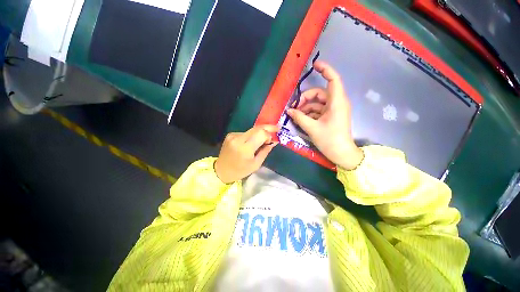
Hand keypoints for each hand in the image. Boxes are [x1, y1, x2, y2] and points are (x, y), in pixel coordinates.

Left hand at [215, 125, 279, 183]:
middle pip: (257, 128)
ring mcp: (233, 135)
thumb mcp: (256, 164)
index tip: (273, 139)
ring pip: (251, 130)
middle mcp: (238, 139)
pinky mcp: (230, 134)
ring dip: (258, 134)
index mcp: (245, 148)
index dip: (269, 134)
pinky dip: (251, 136)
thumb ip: (265, 151)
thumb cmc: (240, 171)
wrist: (221, 170)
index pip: (261, 133)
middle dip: (267, 128)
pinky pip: (245, 133)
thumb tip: (274, 141)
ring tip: (260, 142)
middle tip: (275, 129)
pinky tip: (249, 143)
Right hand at [287, 61, 362, 169]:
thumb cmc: (330, 140)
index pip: (333, 79)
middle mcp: (336, 103)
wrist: (341, 154)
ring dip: (305, 108)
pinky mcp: (330, 117)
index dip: (325, 70)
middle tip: (294, 108)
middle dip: (305, 98)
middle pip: (320, 93)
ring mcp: (333, 110)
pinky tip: (301, 119)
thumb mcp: (312, 128)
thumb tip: (289, 110)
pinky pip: (318, 110)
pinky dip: (309, 113)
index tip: (314, 65)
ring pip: (317, 103)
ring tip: (295, 116)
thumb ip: (299, 118)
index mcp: (337, 102)